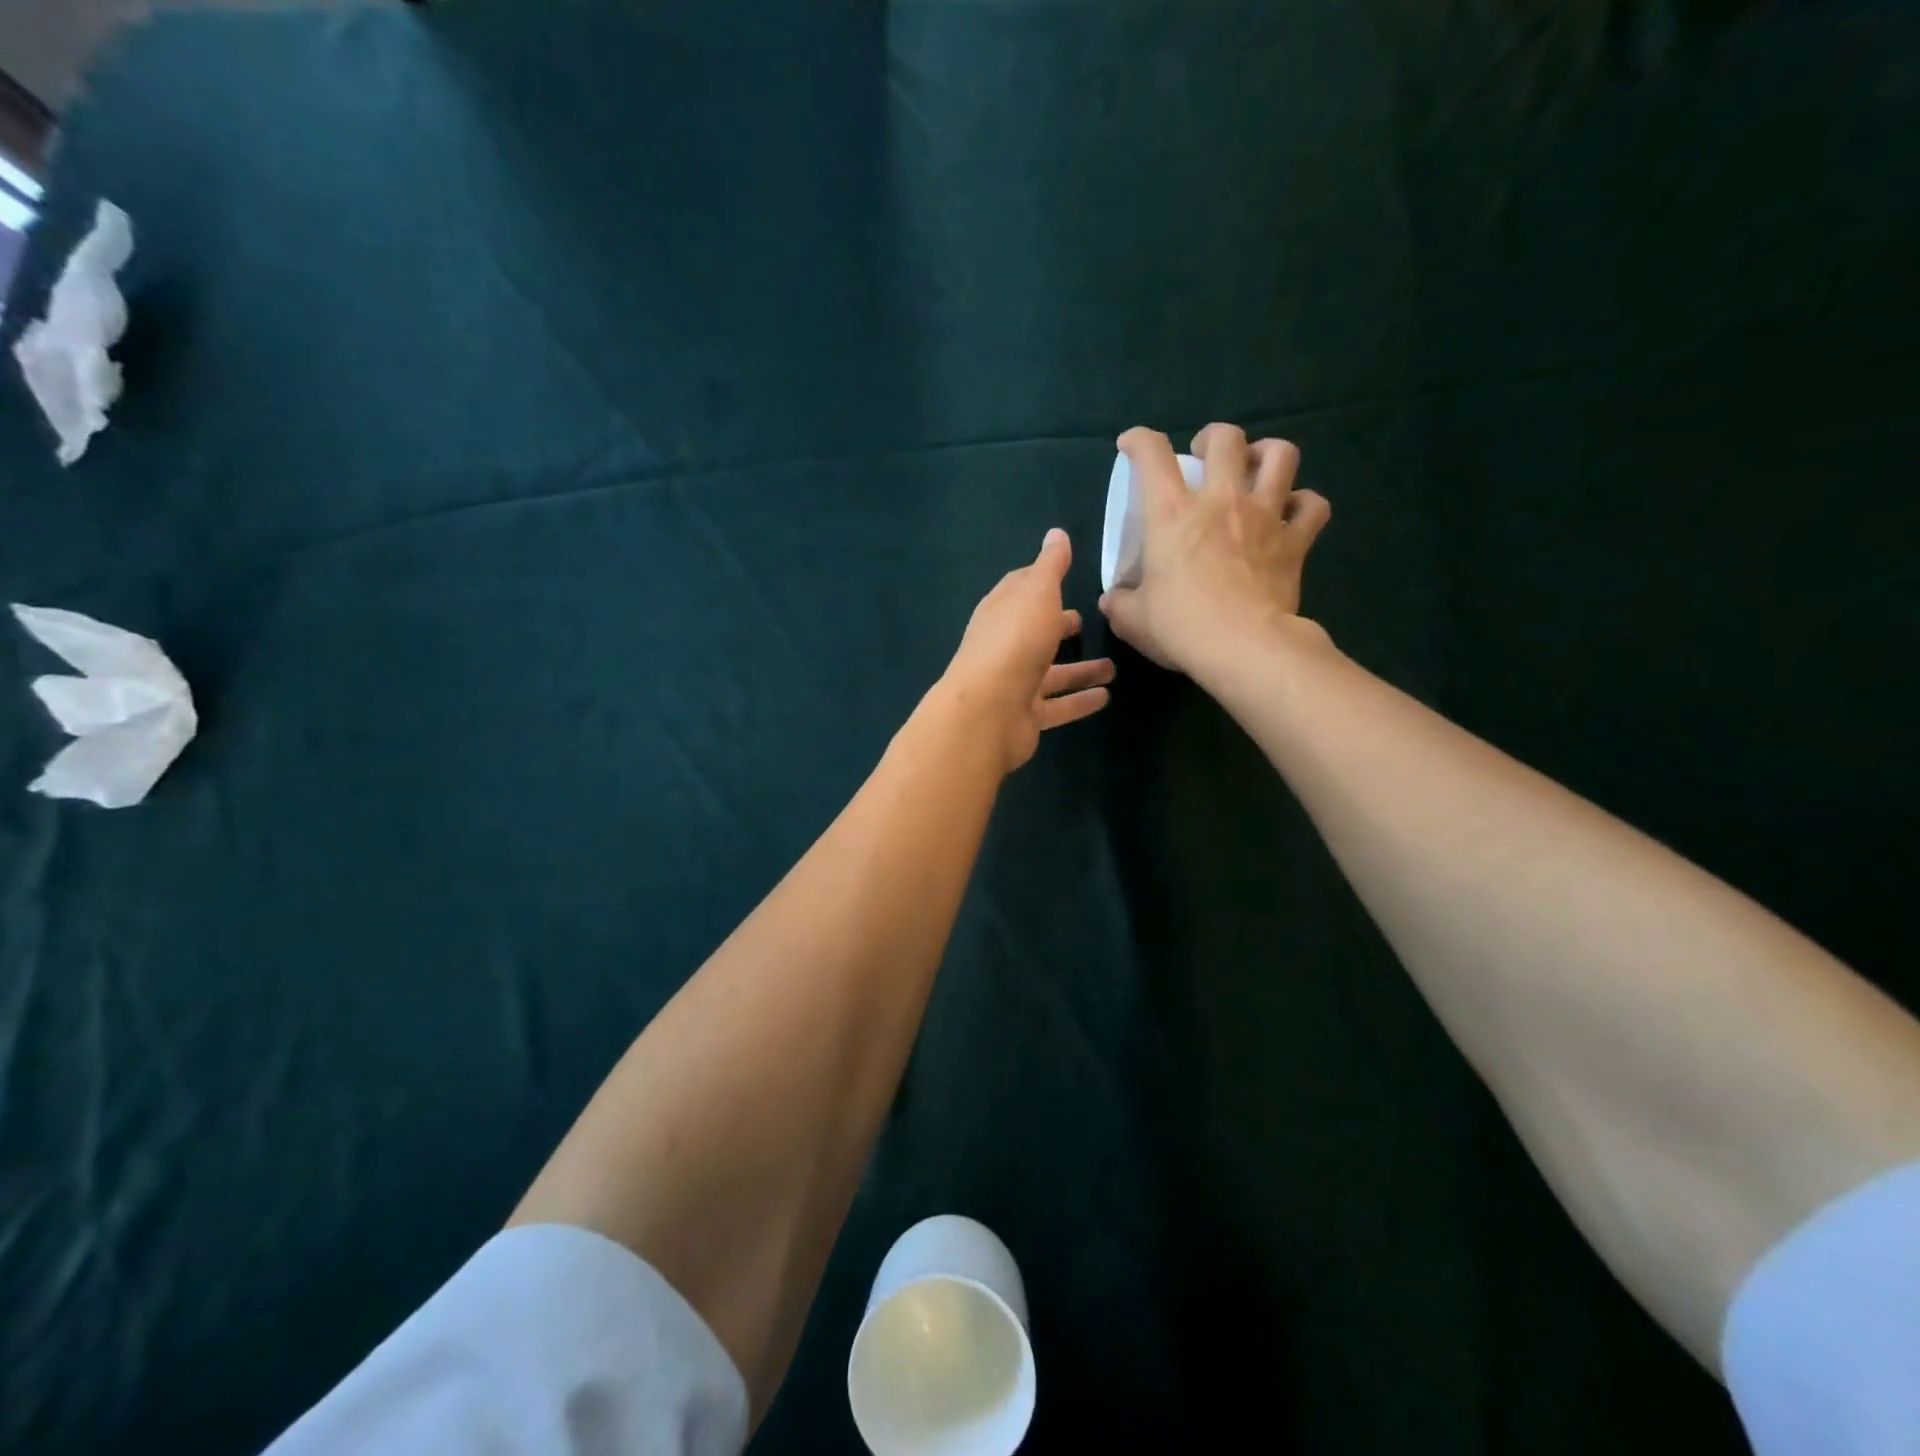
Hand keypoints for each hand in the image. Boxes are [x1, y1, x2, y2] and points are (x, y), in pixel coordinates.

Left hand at [940, 529, 1115, 772]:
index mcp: (1001, 611)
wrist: (989, 710)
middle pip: (1034, 633)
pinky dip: (1079, 701)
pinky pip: (1058, 706)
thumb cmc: (1015, 641)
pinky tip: (1106, 697)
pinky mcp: (1025, 716)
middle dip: (1057, 626)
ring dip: (1080, 670)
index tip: (1065, 575)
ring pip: (1051, 674)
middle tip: (1086, 622)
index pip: (1019, 590)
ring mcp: (1013, 684)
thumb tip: (1056, 533)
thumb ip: (1050, 566)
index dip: (1040, 581)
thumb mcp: (1037, 592)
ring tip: (1113, 667)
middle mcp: (1004, 646)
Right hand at [1098, 423, 1331, 680]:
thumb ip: (1120, 602)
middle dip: (1214, 438)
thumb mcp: (1132, 619)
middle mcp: (1221, 501)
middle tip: (1206, 456)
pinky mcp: (1295, 540)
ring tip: (1256, 468)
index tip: (1132, 445)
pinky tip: (1294, 513)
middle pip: (1227, 438)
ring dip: (1268, 454)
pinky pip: (1313, 505)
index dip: (1139, 440)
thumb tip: (1113, 599)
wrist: (1241, 646)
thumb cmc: (1179, 627)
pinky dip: (1304, 504)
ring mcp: (1265, 516)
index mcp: (1172, 513)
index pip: (1152, 454)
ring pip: (1281, 455)